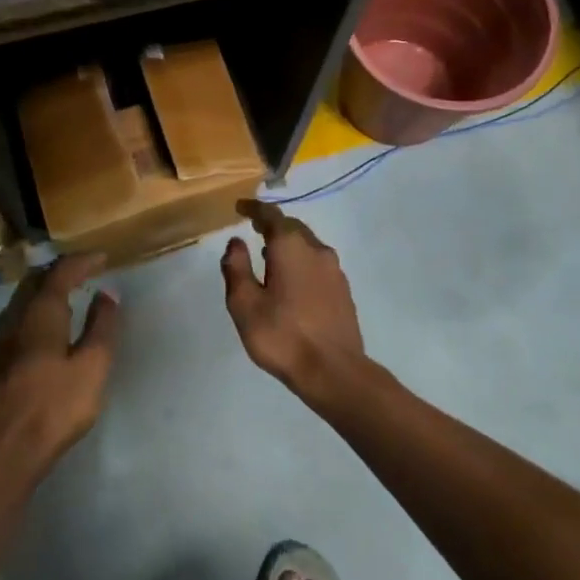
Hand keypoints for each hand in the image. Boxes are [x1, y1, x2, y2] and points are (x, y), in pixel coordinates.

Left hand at [0, 253, 122, 481]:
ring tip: (62, 296)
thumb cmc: (55, 407)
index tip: (100, 257)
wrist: (3, 451)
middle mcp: (15, 319)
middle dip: (58, 271)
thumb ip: (101, 327)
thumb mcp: (92, 367)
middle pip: (34, 282)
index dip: (81, 261)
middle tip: (80, 271)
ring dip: (41, 292)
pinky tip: (38, 330)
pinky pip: (12, 322)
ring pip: (19, 302)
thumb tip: (107, 294)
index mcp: (41, 314)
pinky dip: (30, 313)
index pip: (60, 273)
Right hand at [221, 201, 368, 405]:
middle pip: (293, 227)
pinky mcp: (343, 291)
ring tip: (268, 254)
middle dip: (273, 225)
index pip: (271, 215)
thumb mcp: (245, 304)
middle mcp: (317, 250)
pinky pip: (317, 264)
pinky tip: (291, 281)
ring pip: (308, 245)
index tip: (240, 207)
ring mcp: (334, 271)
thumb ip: (236, 268)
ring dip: (288, 244)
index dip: (254, 209)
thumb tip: (235, 242)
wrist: (334, 371)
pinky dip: (301, 262)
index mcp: (291, 247)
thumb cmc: (282, 335)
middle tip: (253, 229)